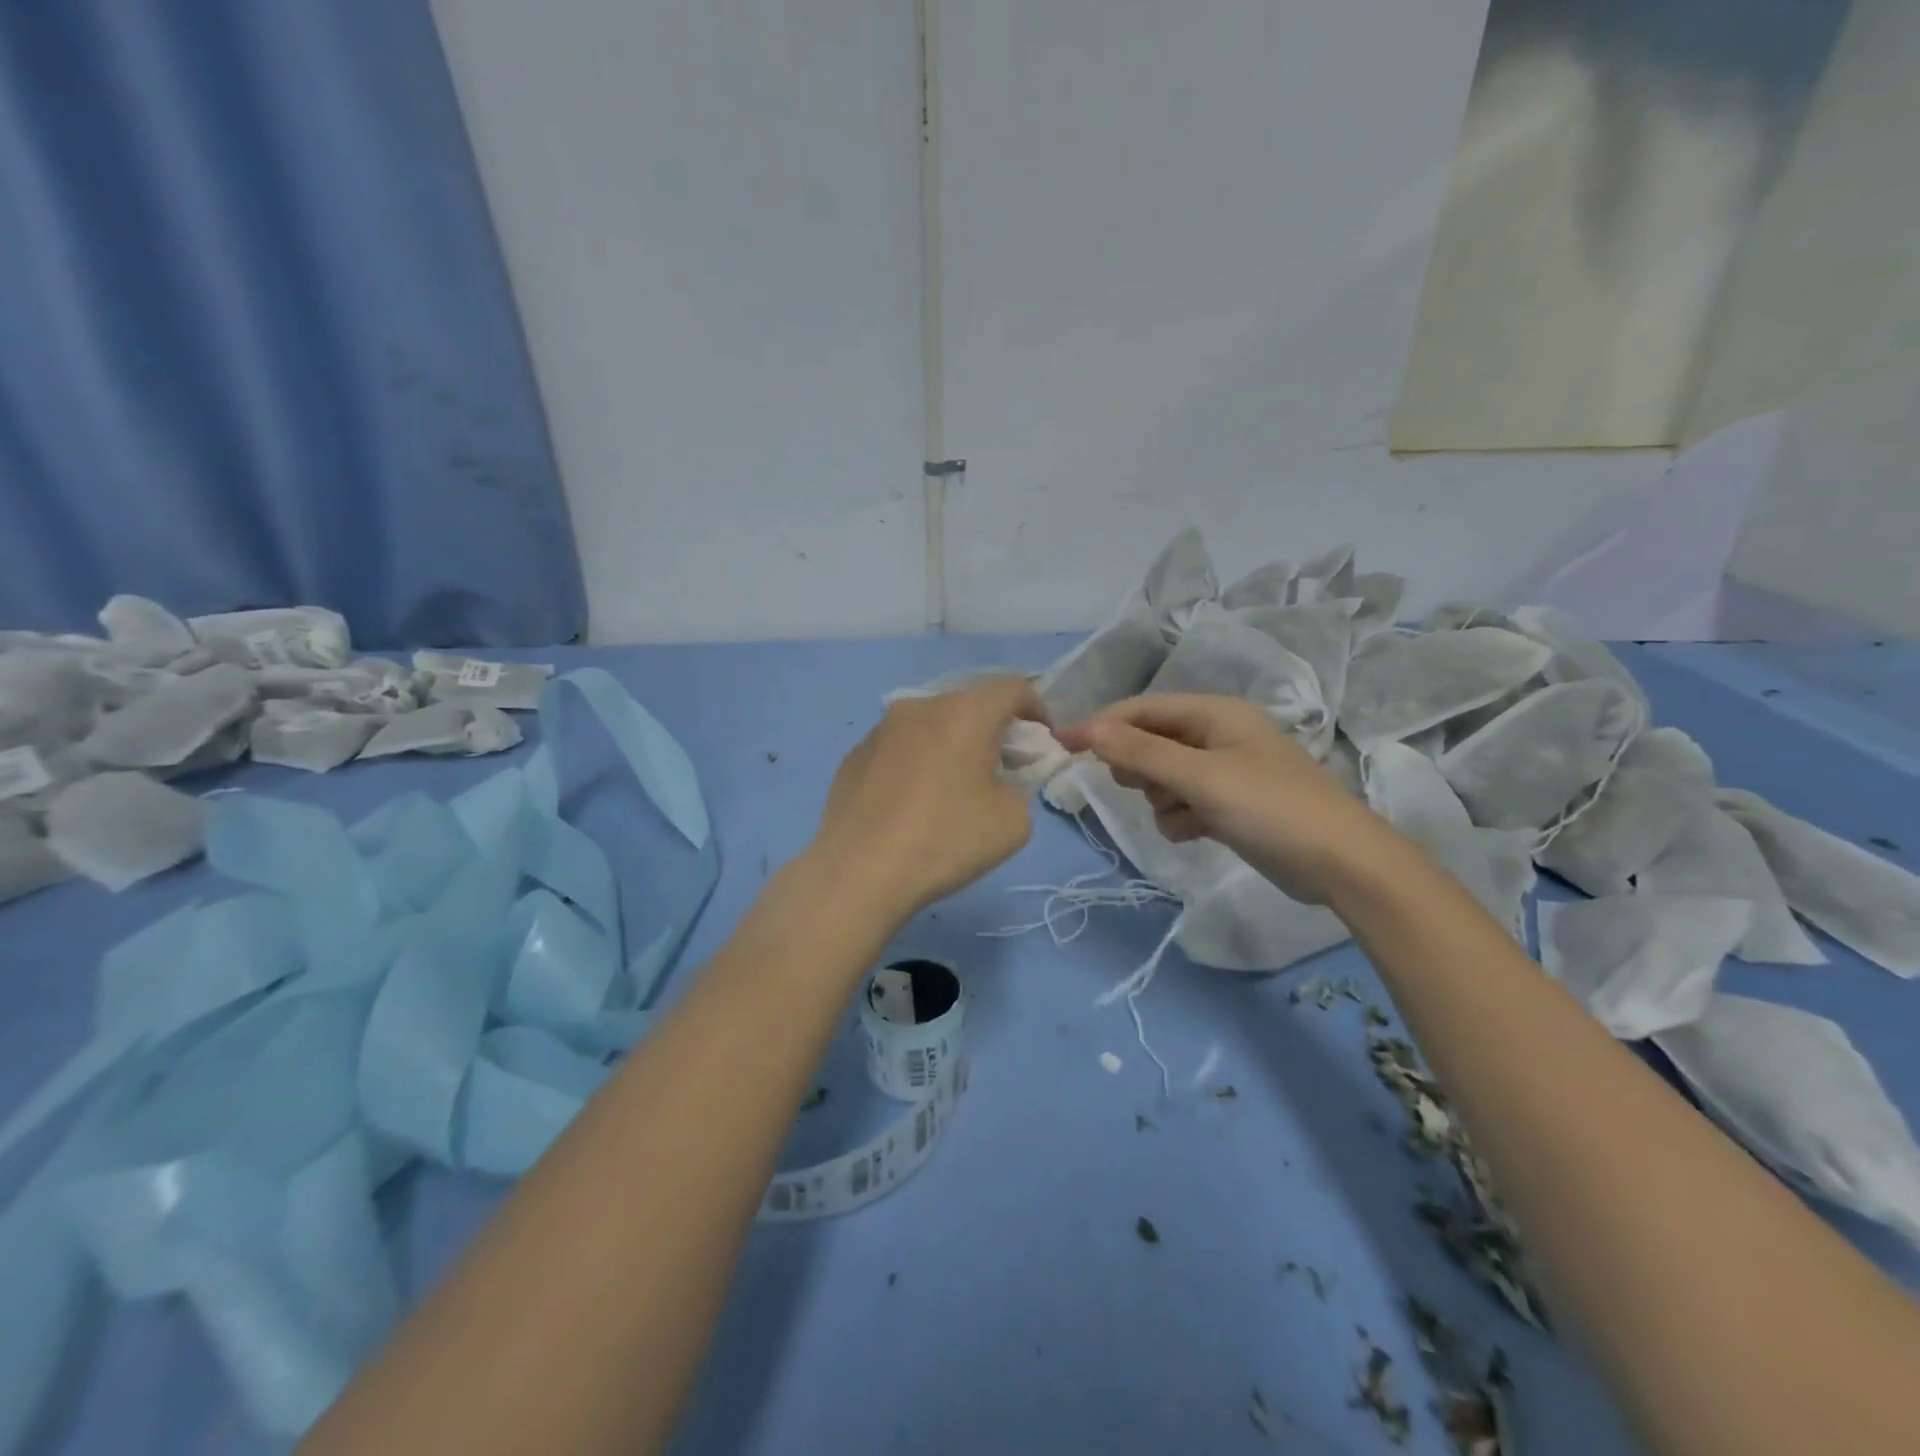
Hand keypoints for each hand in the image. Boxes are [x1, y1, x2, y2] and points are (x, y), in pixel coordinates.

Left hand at [807, 675, 1045, 919]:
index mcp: (964, 712)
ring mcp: (880, 730)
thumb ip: (1018, 788)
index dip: (1036, 709)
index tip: (1042, 742)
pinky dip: (916, 763)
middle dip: (992, 729)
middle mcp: (919, 707)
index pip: (1012, 688)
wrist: (859, 871)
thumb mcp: (1013, 821)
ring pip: (930, 725)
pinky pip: (898, 749)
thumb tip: (995, 784)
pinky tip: (911, 804)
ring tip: (953, 788)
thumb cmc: (945, 838)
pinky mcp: (853, 756)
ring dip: (950, 745)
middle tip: (1001, 767)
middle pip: (968, 705)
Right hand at [1056, 694, 1389, 903]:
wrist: (1341, 864)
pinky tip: (1197, 832)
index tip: (1062, 746)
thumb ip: (1141, 752)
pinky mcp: (1230, 805)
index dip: (1101, 725)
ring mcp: (1225, 771)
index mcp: (1215, 713)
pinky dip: (1181, 817)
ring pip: (1163, 776)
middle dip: (1138, 766)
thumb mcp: (1200, 777)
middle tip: (1140, 787)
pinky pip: (1183, 803)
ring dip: (1161, 797)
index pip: (1142, 709)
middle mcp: (1218, 735)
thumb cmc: (1270, 808)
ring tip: (1184, 815)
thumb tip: (1087, 728)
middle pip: (1150, 741)